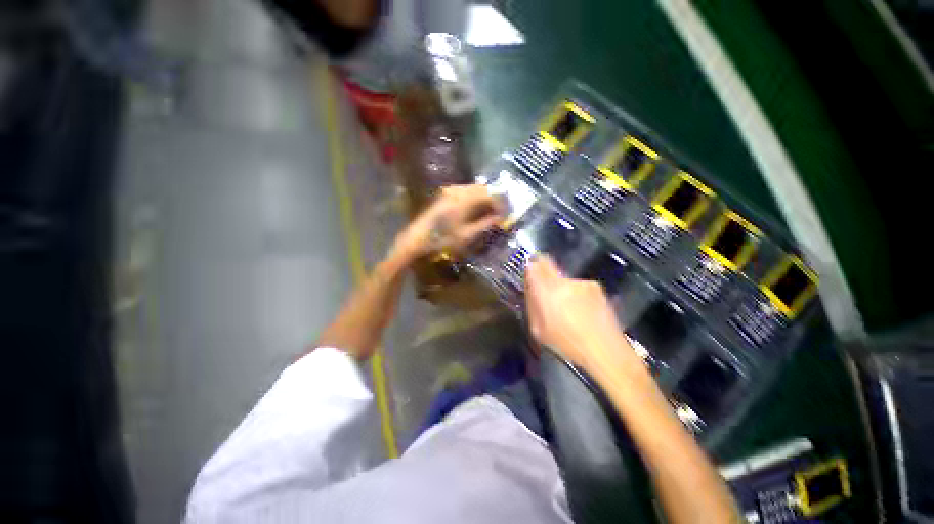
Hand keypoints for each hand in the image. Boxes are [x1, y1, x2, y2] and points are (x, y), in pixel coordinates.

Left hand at [390, 184, 503, 264]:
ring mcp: (450, 190)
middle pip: (483, 188)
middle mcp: (458, 190)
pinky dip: (475, 197)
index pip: (490, 195)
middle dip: (494, 198)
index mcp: (465, 199)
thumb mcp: (467, 235)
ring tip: (490, 211)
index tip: (506, 214)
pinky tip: (476, 208)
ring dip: (485, 197)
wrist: (417, 238)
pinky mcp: (445, 194)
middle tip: (500, 212)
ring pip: (474, 188)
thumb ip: (486, 224)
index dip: (501, 204)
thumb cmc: (442, 239)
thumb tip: (501, 218)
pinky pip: (465, 191)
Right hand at [525, 256, 640, 377]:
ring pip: (564, 279)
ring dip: (563, 289)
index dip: (531, 266)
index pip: (534, 266)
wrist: (606, 350)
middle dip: (545, 277)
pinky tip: (583, 310)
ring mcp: (581, 283)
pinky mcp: (595, 287)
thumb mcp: (538, 329)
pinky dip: (577, 294)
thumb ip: (532, 303)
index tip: (530, 270)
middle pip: (549, 268)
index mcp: (546, 291)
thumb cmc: (567, 344)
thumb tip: (530, 287)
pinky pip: (578, 286)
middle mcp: (564, 281)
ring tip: (569, 309)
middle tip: (547, 293)